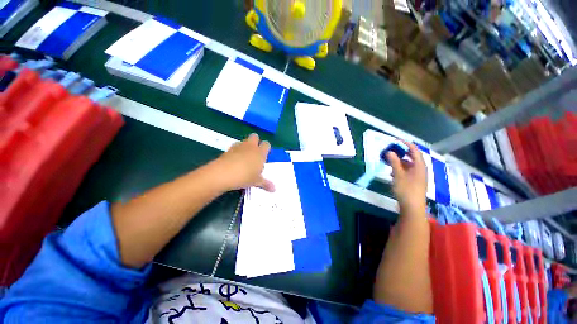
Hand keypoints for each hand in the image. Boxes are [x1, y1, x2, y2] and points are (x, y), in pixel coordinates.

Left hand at [212, 134, 273, 191]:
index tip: (264, 156)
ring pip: (244, 141)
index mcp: (260, 153)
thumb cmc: (244, 177)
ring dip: (245, 146)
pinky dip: (236, 151)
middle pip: (255, 136)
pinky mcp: (228, 150)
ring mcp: (238, 147)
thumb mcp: (256, 181)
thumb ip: (265, 183)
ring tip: (244, 158)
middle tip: (255, 153)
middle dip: (256, 142)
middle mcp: (250, 147)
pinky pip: (234, 147)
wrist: (223, 174)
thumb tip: (274, 189)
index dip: (266, 148)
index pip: (266, 144)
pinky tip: (234, 161)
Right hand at [387, 142, 426, 212]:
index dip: (407, 144)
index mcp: (419, 166)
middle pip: (413, 157)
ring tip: (390, 161)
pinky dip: (400, 169)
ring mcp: (418, 177)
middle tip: (392, 150)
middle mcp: (420, 170)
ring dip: (400, 162)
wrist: (412, 207)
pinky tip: (392, 172)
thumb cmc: (406, 189)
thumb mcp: (398, 175)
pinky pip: (407, 172)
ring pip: (409, 165)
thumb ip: (394, 162)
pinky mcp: (414, 182)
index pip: (415, 151)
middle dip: (402, 153)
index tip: (397, 140)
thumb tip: (390, 152)